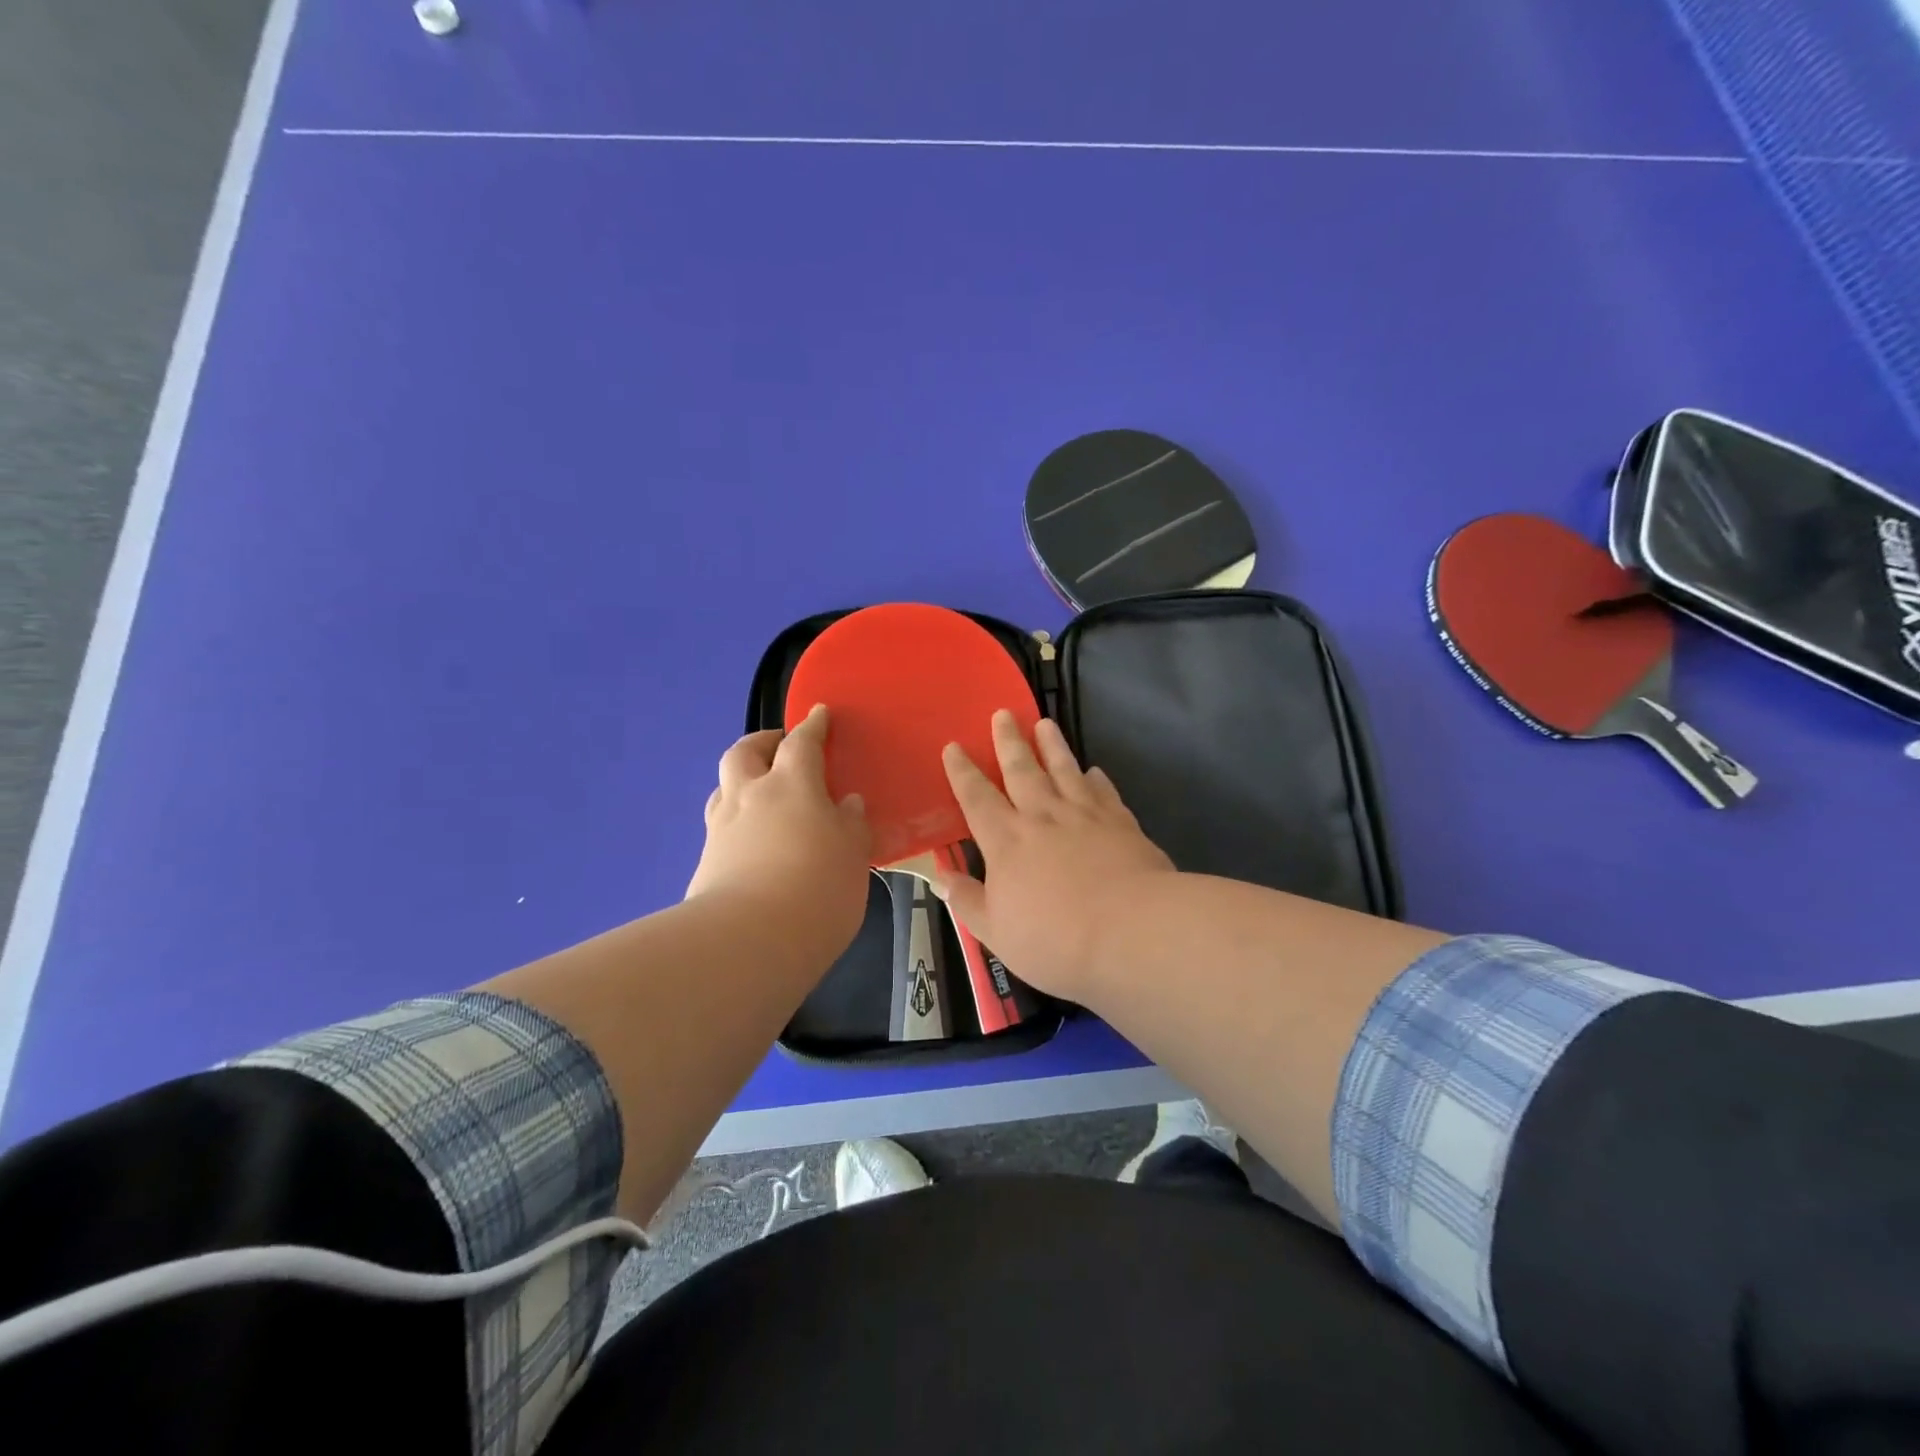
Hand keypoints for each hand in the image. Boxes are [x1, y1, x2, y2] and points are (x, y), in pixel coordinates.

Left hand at [686, 706, 871, 957]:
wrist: (750, 939)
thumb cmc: (818, 887)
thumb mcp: (853, 855)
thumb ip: (851, 825)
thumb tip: (847, 804)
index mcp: (792, 785)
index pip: (802, 743)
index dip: (812, 726)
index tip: (818, 714)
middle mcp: (751, 796)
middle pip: (744, 752)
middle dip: (762, 742)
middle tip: (779, 748)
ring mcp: (722, 829)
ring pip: (724, 787)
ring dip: (742, 781)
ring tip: (762, 795)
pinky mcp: (705, 863)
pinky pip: (721, 827)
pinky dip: (737, 823)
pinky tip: (751, 843)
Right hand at [935, 710, 1174, 998]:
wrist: (1131, 931)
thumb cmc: (1055, 939)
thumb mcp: (996, 932)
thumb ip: (968, 901)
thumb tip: (942, 877)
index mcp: (1006, 841)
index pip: (976, 798)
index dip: (962, 772)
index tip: (953, 746)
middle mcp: (1042, 817)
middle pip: (1021, 770)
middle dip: (1008, 741)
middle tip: (1002, 713)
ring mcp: (1085, 815)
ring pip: (1063, 769)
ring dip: (1052, 745)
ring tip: (1045, 722)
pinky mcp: (1121, 822)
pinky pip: (1104, 792)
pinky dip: (1096, 779)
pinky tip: (1094, 771)